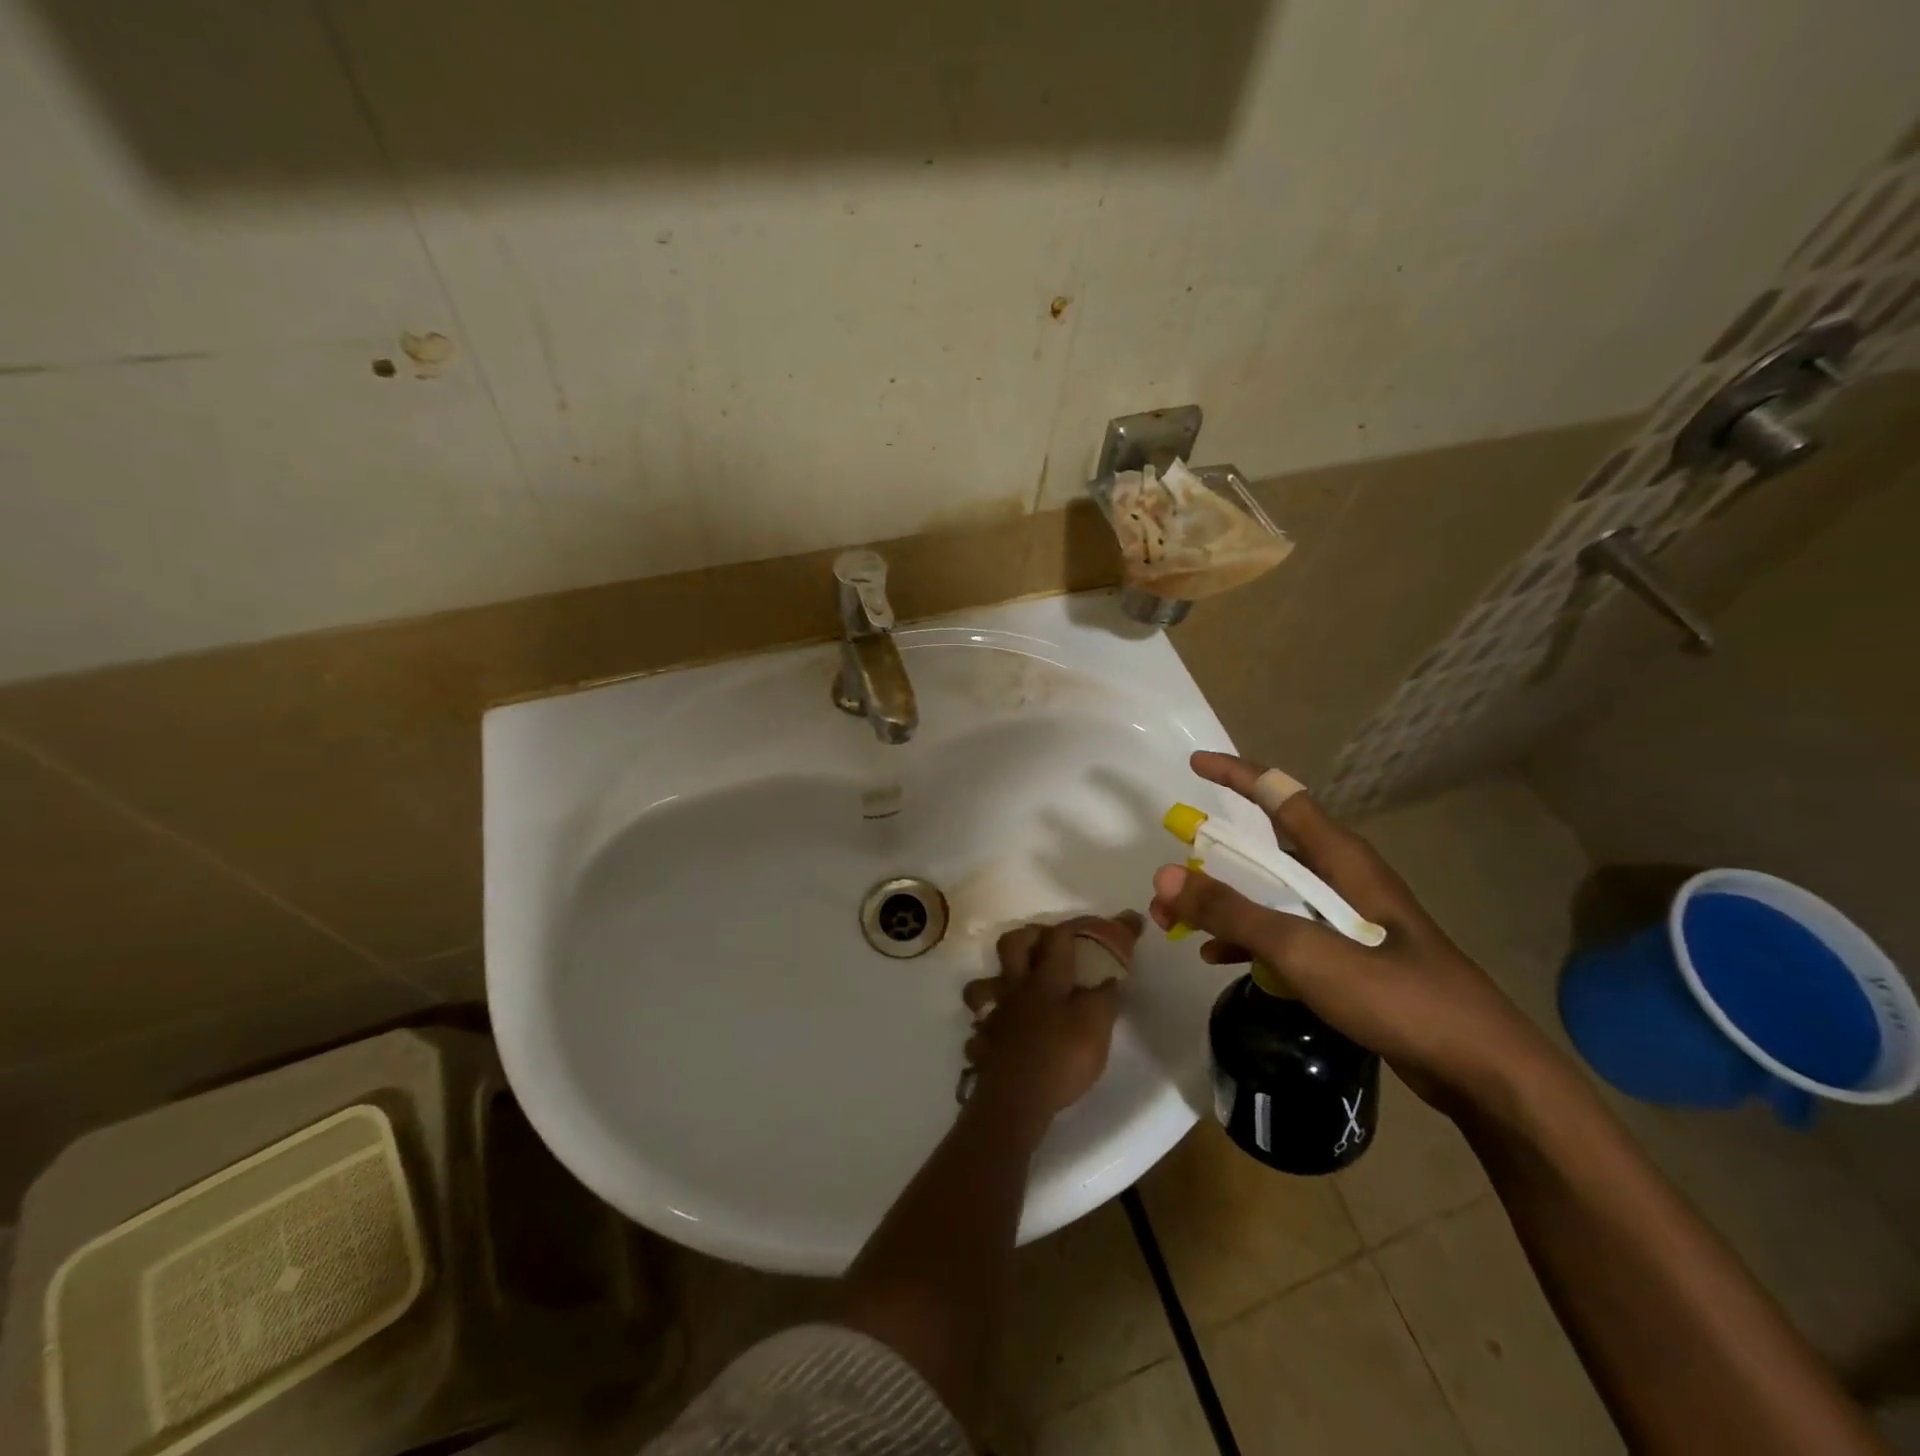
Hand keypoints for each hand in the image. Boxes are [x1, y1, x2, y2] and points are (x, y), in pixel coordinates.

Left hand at [960, 914, 1141, 1121]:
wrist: (1015, 1100)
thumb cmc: (1060, 1057)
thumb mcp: (1096, 1026)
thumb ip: (1105, 997)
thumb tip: (1111, 977)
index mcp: (1045, 979)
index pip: (1060, 937)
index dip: (1084, 926)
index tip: (1113, 923)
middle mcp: (1015, 989)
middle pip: (1010, 944)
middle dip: (1029, 936)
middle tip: (1047, 944)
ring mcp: (994, 1016)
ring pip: (982, 985)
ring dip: (995, 983)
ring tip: (1014, 991)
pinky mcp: (984, 1044)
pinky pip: (980, 1029)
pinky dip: (989, 1029)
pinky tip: (1001, 1037)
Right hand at [1149, 751, 1560, 1113]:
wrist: (1482, 1072)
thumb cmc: (1398, 995)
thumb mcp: (1304, 950)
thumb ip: (1233, 911)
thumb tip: (1164, 875)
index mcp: (1342, 859)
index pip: (1282, 796)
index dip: (1237, 775)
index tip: (1194, 765)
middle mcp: (1342, 879)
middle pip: (1266, 850)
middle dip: (1211, 859)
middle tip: (1168, 879)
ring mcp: (1347, 920)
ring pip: (1270, 894)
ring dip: (1223, 903)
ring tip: (1177, 924)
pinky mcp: (1348, 957)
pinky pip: (1285, 933)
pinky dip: (1249, 938)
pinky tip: (1218, 958)